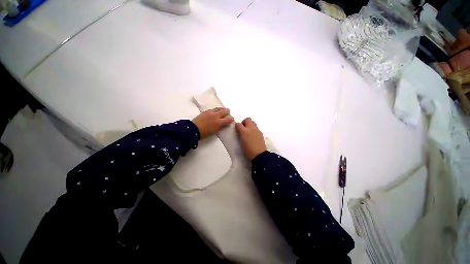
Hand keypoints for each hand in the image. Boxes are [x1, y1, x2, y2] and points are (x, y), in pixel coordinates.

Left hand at [192, 108, 233, 139]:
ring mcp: (210, 112)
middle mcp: (216, 115)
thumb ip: (221, 126)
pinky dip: (216, 109)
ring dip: (222, 109)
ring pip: (218, 108)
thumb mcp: (215, 131)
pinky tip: (216, 111)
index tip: (232, 119)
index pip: (228, 119)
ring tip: (223, 110)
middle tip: (228, 112)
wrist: (194, 129)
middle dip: (227, 111)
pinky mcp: (206, 111)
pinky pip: (213, 109)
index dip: (231, 119)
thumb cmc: (205, 133)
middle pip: (224, 111)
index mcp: (219, 122)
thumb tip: (225, 123)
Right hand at [235, 118, 266, 160]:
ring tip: (247, 133)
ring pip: (253, 123)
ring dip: (249, 126)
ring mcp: (257, 131)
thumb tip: (238, 127)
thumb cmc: (248, 148)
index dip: (237, 125)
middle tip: (242, 129)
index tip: (236, 129)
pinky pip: (256, 129)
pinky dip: (253, 130)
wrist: (259, 154)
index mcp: (245, 130)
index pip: (239, 124)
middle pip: (248, 120)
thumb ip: (239, 132)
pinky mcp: (261, 134)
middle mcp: (252, 128)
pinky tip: (252, 137)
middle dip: (244, 123)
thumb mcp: (241, 140)